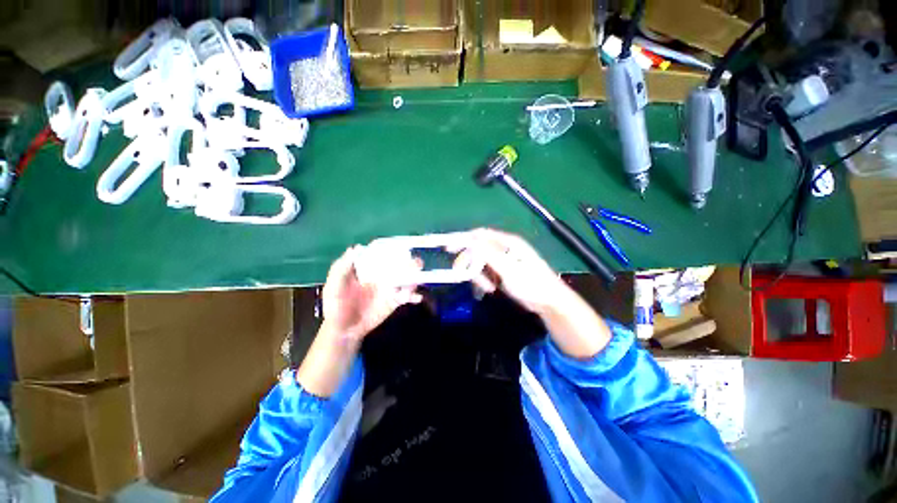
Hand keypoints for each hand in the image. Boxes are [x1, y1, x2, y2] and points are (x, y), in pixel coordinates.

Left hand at [298, 246, 421, 396]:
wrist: (344, 329)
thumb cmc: (336, 305)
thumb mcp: (333, 286)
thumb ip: (342, 267)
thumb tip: (357, 247)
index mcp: (368, 268)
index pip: (382, 254)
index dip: (391, 248)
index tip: (400, 246)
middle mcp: (382, 275)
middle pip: (399, 264)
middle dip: (409, 262)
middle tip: (416, 263)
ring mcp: (390, 288)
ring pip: (407, 278)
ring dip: (415, 277)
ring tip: (417, 279)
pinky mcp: (395, 301)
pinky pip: (408, 296)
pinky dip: (414, 296)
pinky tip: (417, 298)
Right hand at [454, 228, 611, 358]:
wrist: (548, 302)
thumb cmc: (531, 283)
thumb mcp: (509, 269)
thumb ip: (489, 254)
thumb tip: (470, 240)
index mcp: (507, 242)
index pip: (480, 235)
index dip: (464, 239)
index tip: (449, 248)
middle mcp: (503, 248)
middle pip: (478, 249)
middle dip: (470, 262)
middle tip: (464, 275)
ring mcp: (502, 260)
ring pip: (480, 262)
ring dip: (478, 275)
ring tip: (487, 288)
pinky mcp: (502, 271)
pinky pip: (486, 272)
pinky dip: (484, 280)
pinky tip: (490, 289)